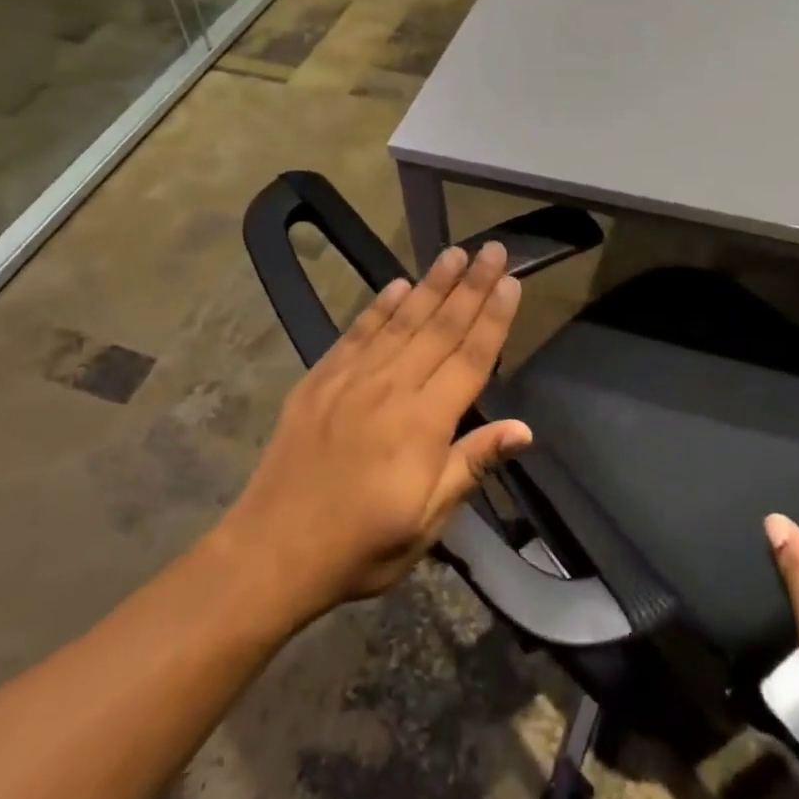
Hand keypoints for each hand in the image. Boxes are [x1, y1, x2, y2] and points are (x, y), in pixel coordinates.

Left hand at [219, 243, 531, 624]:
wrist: (274, 549)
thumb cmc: (362, 545)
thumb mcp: (427, 520)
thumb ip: (472, 465)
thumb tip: (524, 428)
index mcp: (424, 423)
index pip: (471, 358)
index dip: (494, 318)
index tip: (511, 281)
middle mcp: (392, 387)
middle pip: (441, 327)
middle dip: (471, 286)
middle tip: (493, 249)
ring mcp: (352, 378)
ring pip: (402, 321)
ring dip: (431, 284)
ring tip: (454, 253)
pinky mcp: (320, 379)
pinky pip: (356, 332)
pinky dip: (379, 306)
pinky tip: (397, 285)